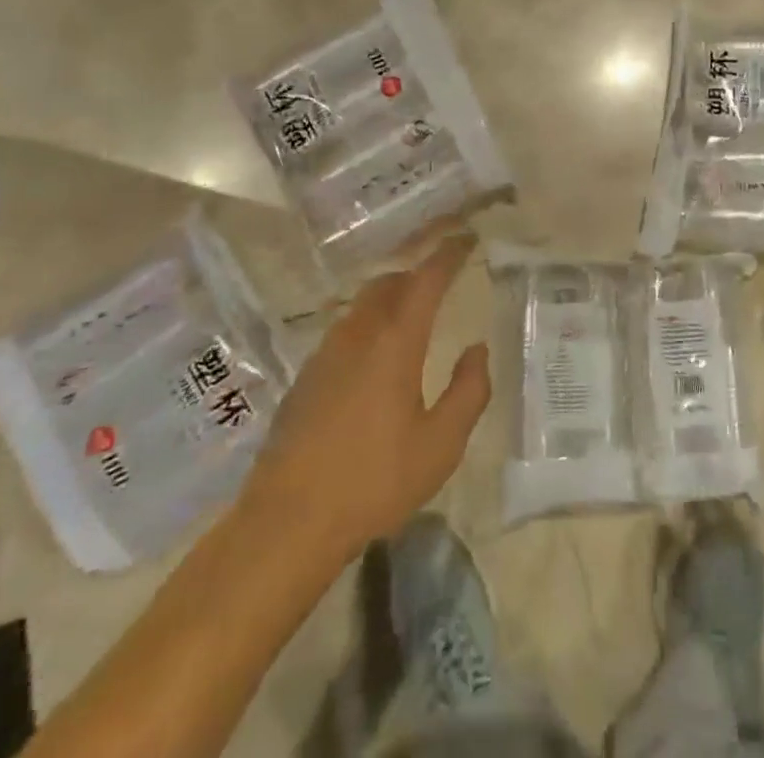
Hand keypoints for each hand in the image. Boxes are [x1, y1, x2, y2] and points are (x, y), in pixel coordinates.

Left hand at [241, 233, 489, 565]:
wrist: (287, 523)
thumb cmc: (374, 482)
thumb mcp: (441, 445)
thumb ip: (469, 391)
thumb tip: (477, 350)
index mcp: (395, 343)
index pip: (426, 280)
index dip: (448, 255)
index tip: (466, 240)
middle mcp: (358, 335)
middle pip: (389, 283)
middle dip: (418, 273)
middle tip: (442, 278)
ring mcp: (325, 354)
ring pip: (363, 305)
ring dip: (391, 297)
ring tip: (412, 314)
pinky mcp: (305, 377)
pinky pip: (344, 331)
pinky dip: (368, 324)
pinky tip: (374, 357)